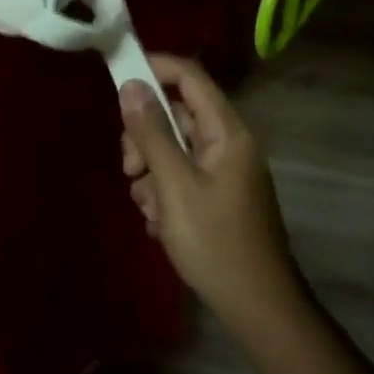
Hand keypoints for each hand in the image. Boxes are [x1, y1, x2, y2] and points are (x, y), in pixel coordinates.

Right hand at [119, 56, 299, 322]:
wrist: (256, 305)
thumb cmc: (216, 242)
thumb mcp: (175, 186)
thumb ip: (152, 134)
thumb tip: (131, 85)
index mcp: (227, 133)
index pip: (190, 77)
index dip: (155, 69)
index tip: (117, 79)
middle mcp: (228, 145)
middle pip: (175, 116)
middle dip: (145, 139)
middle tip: (130, 170)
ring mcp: (223, 173)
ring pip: (172, 151)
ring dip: (151, 175)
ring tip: (151, 211)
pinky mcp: (217, 197)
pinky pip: (180, 179)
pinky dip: (164, 195)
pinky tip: (160, 225)